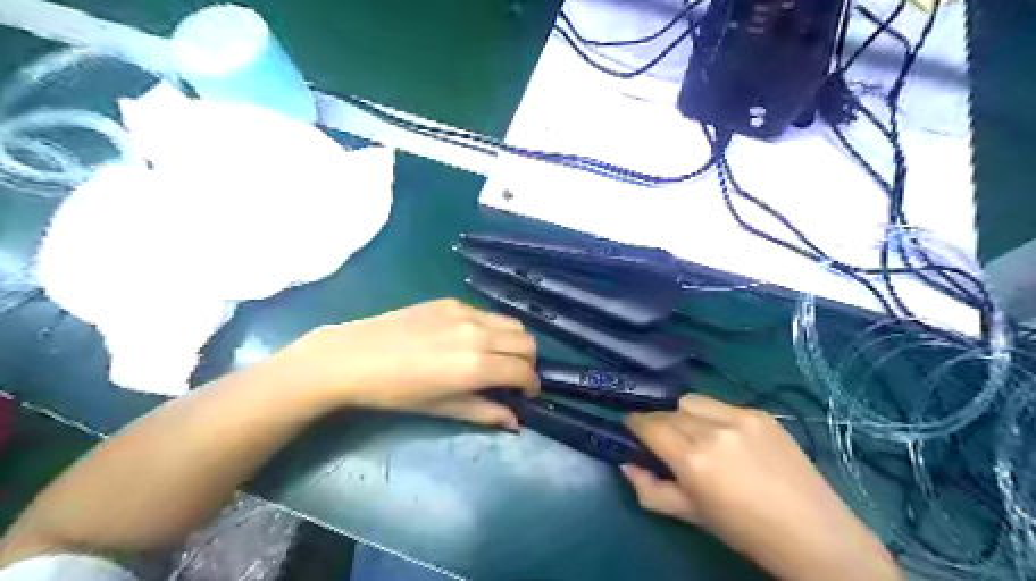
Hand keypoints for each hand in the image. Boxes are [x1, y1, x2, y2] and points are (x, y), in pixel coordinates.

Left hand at [270, 302, 537, 427]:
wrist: (354, 357)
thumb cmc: (396, 392)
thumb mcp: (442, 408)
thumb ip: (484, 412)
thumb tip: (514, 421)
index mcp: (476, 365)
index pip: (524, 371)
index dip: (531, 385)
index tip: (526, 394)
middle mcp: (479, 334)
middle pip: (527, 342)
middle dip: (528, 362)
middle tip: (513, 376)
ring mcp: (466, 313)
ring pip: (512, 323)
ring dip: (515, 342)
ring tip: (498, 356)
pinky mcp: (452, 301)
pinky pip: (487, 314)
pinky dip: (492, 328)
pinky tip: (471, 340)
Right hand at [624, 395, 900, 580]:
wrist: (815, 534)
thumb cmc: (746, 532)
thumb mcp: (691, 516)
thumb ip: (651, 490)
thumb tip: (625, 465)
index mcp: (693, 459)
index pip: (649, 424)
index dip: (634, 424)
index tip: (631, 429)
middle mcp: (713, 429)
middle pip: (668, 409)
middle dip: (659, 421)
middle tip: (664, 440)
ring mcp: (740, 416)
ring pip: (692, 400)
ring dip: (683, 413)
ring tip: (695, 435)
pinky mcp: (761, 413)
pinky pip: (722, 404)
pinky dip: (712, 415)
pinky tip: (727, 437)